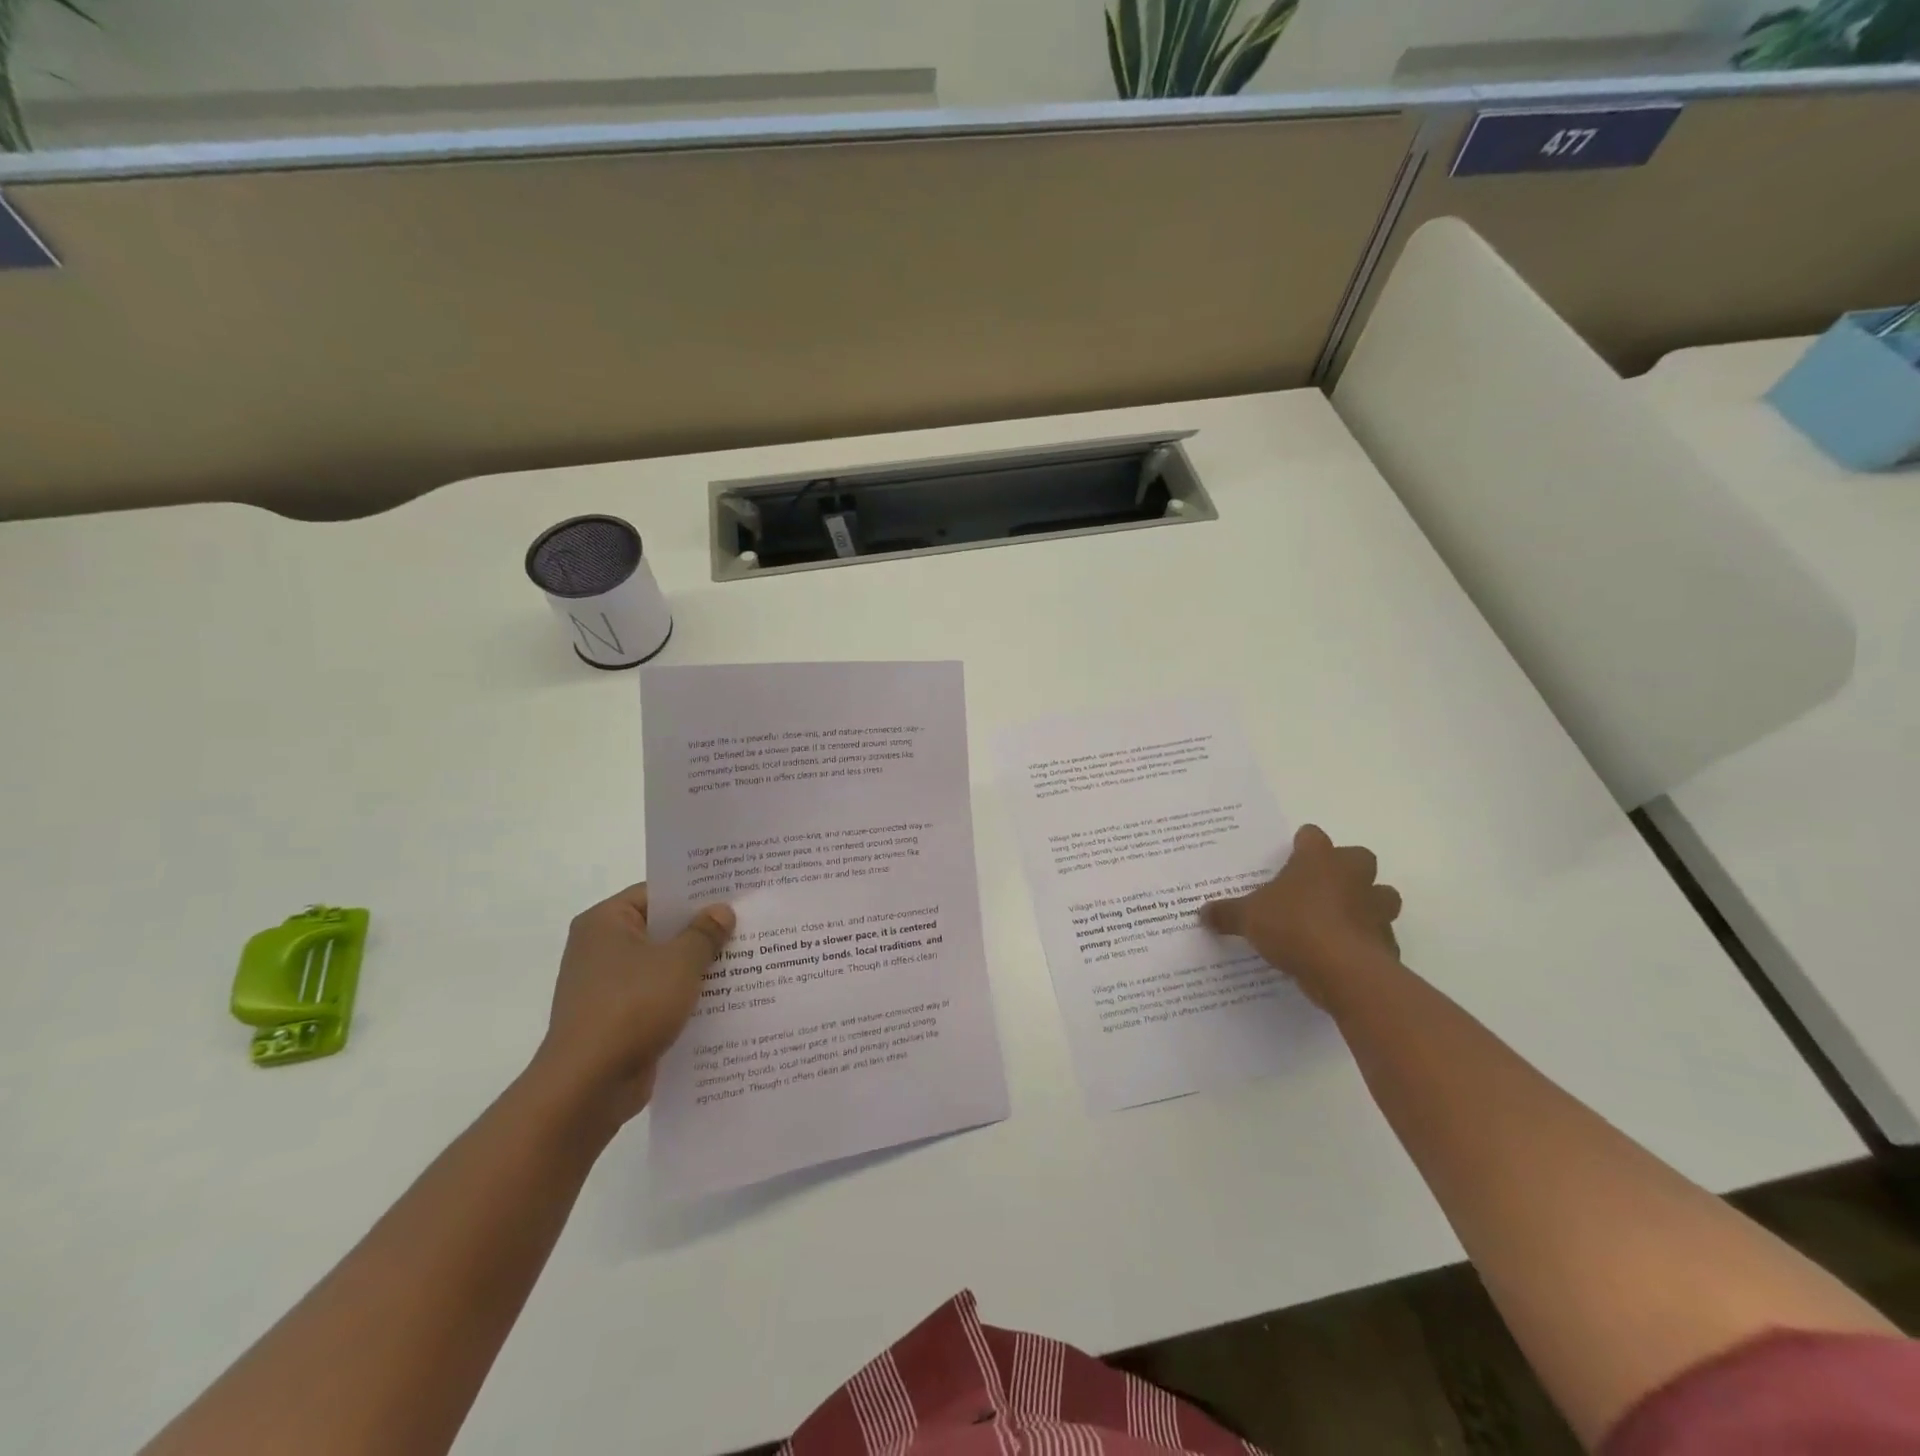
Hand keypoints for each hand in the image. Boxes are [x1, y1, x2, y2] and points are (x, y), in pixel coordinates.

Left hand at [530, 883, 734, 1125]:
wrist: (588, 1086)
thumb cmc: (631, 1007)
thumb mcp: (680, 962)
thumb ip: (704, 933)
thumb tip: (721, 911)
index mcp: (605, 922)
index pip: (656, 893)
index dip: (695, 892)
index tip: (732, 893)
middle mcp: (600, 949)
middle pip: (660, 929)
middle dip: (701, 930)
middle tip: (746, 924)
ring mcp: (606, 986)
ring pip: (662, 965)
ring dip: (696, 966)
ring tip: (744, 960)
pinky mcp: (616, 1019)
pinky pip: (658, 996)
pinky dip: (684, 996)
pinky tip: (722, 998)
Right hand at [1201, 825, 1401, 1008]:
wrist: (1343, 970)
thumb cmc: (1293, 926)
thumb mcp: (1248, 918)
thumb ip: (1226, 913)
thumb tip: (1202, 913)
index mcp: (1318, 860)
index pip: (1313, 836)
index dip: (1303, 844)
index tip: (1291, 856)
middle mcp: (1352, 876)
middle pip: (1358, 858)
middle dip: (1345, 870)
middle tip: (1320, 887)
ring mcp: (1375, 908)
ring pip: (1381, 895)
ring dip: (1366, 904)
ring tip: (1340, 920)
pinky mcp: (1386, 942)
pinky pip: (1378, 935)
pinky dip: (1366, 942)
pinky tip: (1344, 954)